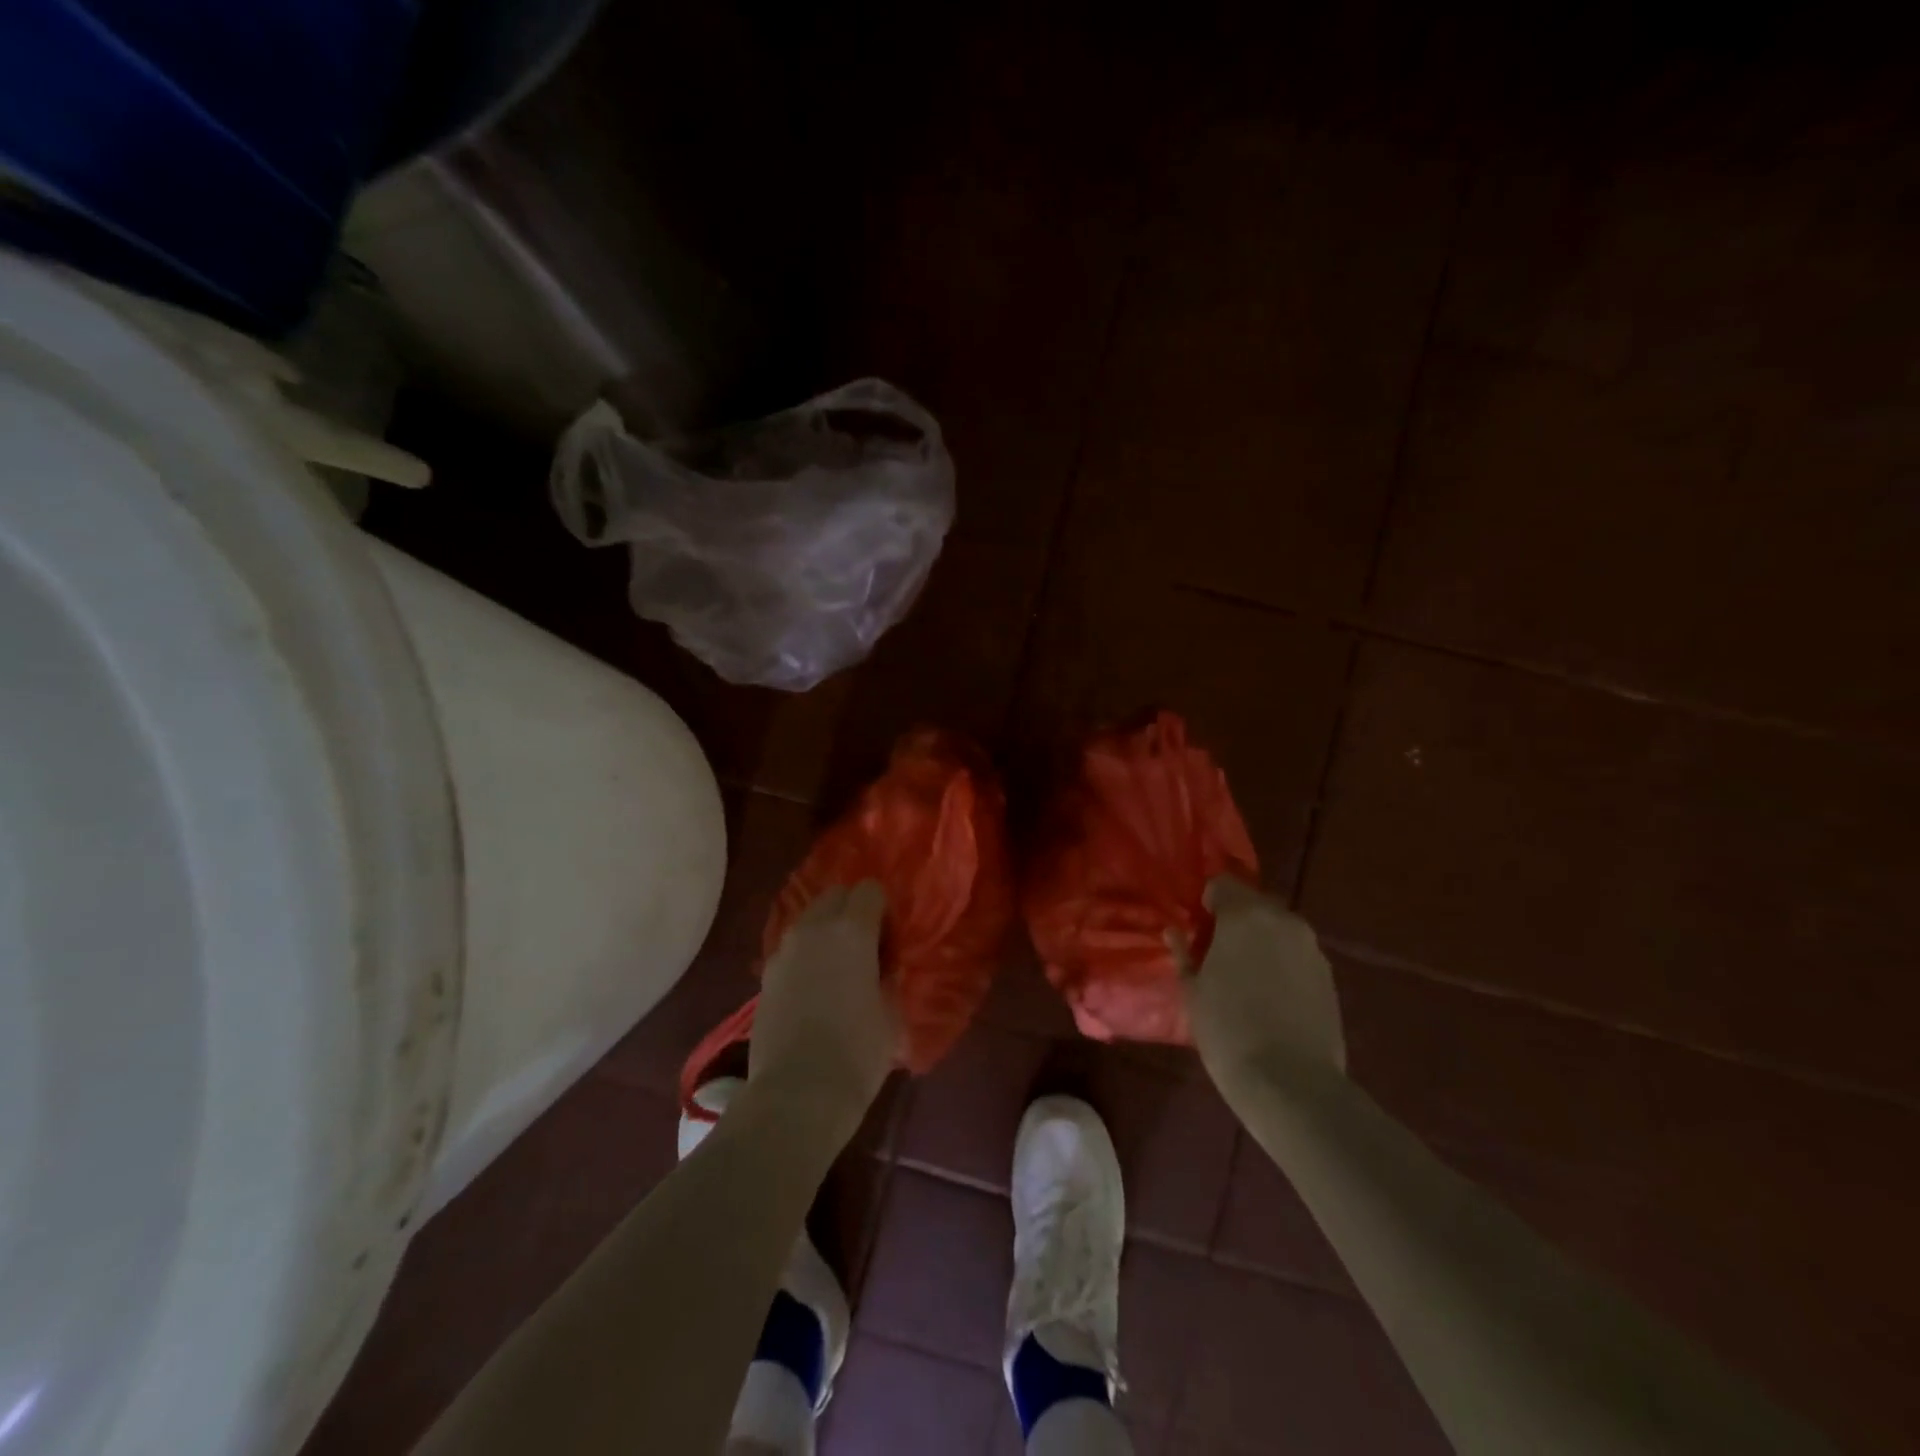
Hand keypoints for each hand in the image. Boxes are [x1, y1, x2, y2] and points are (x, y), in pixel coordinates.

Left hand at [749, 881, 901, 1134]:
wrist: (797, 1094)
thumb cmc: (857, 1052)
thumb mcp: (891, 1013)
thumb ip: (889, 978)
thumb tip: (884, 967)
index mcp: (852, 930)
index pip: (870, 890)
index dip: (883, 910)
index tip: (890, 940)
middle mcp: (814, 928)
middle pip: (836, 895)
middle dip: (852, 910)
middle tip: (866, 947)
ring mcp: (785, 950)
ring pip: (810, 920)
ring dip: (827, 931)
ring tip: (838, 968)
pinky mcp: (766, 975)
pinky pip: (792, 948)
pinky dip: (806, 955)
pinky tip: (815, 988)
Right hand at [1185, 876, 1345, 1090]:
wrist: (1290, 1082)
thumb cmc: (1227, 1028)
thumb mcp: (1192, 990)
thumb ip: (1184, 953)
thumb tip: (1174, 932)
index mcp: (1245, 915)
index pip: (1222, 883)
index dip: (1207, 902)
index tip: (1198, 929)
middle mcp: (1283, 920)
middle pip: (1254, 904)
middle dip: (1235, 920)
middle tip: (1218, 952)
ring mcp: (1311, 948)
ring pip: (1278, 929)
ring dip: (1261, 941)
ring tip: (1246, 976)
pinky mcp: (1329, 976)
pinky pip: (1297, 954)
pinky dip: (1282, 963)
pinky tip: (1271, 996)